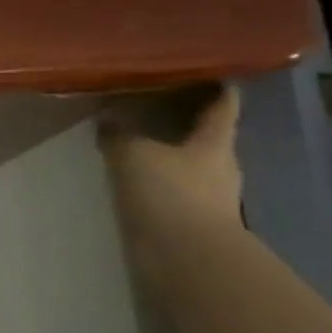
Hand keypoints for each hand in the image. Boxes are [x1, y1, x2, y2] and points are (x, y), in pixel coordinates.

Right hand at [98, 85, 243, 227]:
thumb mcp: (134, 155)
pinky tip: (137, 181)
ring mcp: (210, 199)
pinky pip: (176, 193)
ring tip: (139, 143)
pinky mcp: (194, 224)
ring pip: (191, 166)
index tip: (210, 71)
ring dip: (171, 155)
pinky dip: (160, 184)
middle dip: (187, 122)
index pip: (224, 105)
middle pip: (208, 137)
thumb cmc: (170, 195)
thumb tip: (107, 118)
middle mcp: (220, 167)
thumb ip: (119, 135)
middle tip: (158, 104)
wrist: (188, 261)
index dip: (218, 87)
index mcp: (215, 142)